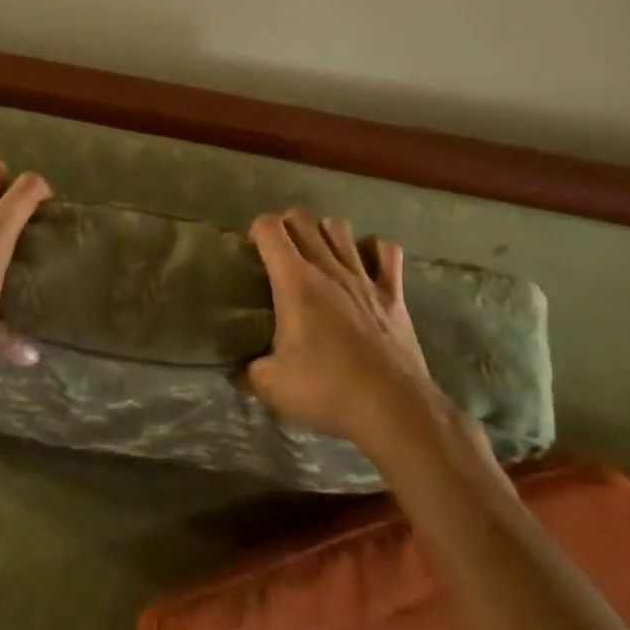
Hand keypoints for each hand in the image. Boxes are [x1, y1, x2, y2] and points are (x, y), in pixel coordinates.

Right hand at [242, 210, 432, 450]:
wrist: (394, 409)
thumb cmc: (328, 390)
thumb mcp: (272, 386)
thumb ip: (248, 372)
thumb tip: (235, 372)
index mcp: (295, 282)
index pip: (269, 229)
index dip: (256, 232)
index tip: (253, 253)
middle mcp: (328, 268)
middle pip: (302, 219)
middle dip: (286, 226)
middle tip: (280, 253)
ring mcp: (364, 277)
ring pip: (340, 228)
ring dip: (325, 233)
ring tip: (319, 254)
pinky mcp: (394, 294)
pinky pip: (387, 252)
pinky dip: (374, 250)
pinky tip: (365, 264)